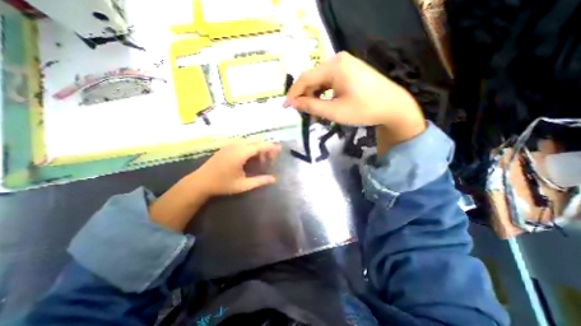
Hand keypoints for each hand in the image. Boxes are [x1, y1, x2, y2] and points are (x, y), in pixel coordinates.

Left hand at [192, 140, 279, 195]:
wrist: (200, 182)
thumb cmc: (222, 184)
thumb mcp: (243, 185)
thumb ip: (259, 181)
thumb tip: (274, 179)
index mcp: (240, 154)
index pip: (259, 146)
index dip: (270, 147)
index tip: (279, 149)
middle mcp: (236, 146)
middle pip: (255, 142)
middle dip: (265, 148)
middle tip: (271, 159)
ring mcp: (230, 145)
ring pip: (250, 142)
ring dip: (258, 149)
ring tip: (262, 160)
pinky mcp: (227, 147)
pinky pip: (243, 144)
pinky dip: (251, 149)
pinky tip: (251, 158)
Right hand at [284, 52, 424, 154]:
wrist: (393, 107)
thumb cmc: (364, 110)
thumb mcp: (334, 111)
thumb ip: (311, 106)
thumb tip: (294, 104)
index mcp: (334, 66)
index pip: (305, 79)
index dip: (293, 94)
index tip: (286, 107)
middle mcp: (338, 60)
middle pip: (313, 79)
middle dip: (306, 98)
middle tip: (304, 115)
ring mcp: (345, 64)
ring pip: (321, 82)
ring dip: (315, 98)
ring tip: (316, 114)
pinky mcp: (350, 71)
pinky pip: (330, 82)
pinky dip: (324, 95)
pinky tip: (325, 105)